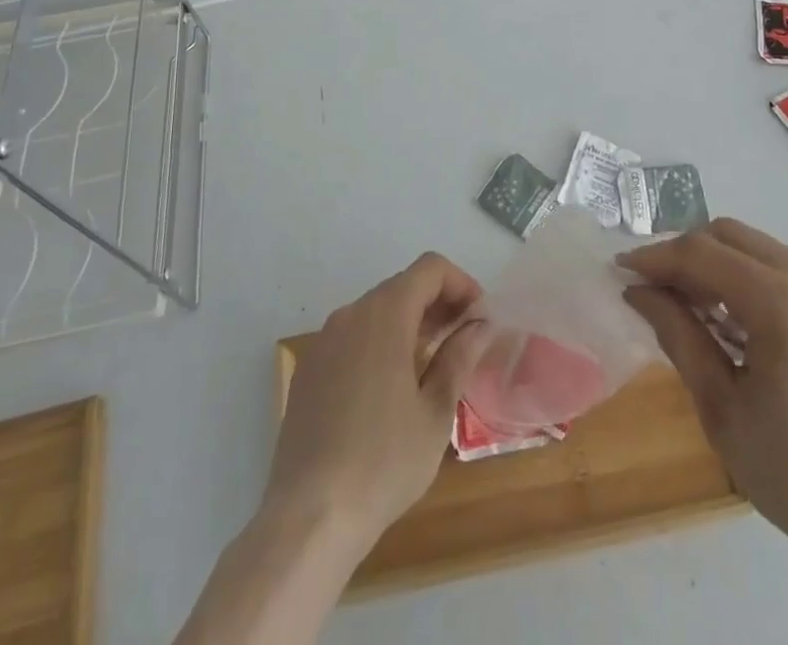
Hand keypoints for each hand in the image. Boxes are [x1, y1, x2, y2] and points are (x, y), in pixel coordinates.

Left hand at [266, 252, 488, 556]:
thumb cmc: (383, 462)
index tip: (480, 318)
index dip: (461, 283)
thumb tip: (478, 325)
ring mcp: (324, 341)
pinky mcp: (308, 370)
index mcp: (385, 314)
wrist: (308, 519)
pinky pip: (353, 338)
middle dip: (438, 304)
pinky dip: (380, 344)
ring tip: (433, 365)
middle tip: (464, 341)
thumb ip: (458, 358)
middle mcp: (351, 314)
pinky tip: (391, 389)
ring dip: (410, 324)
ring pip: (377, 312)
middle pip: (403, 286)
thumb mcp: (435, 412)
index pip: (430, 269)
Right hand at [621, 220, 787, 590]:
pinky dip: (748, 278)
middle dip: (683, 255)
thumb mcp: (722, 408)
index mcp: (784, 302)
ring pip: (755, 247)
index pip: (701, 253)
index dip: (654, 257)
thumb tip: (638, 290)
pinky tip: (735, 320)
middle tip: (652, 290)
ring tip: (689, 307)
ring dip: (715, 265)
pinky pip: (784, 267)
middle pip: (728, 235)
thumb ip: (677, 334)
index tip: (620, 271)